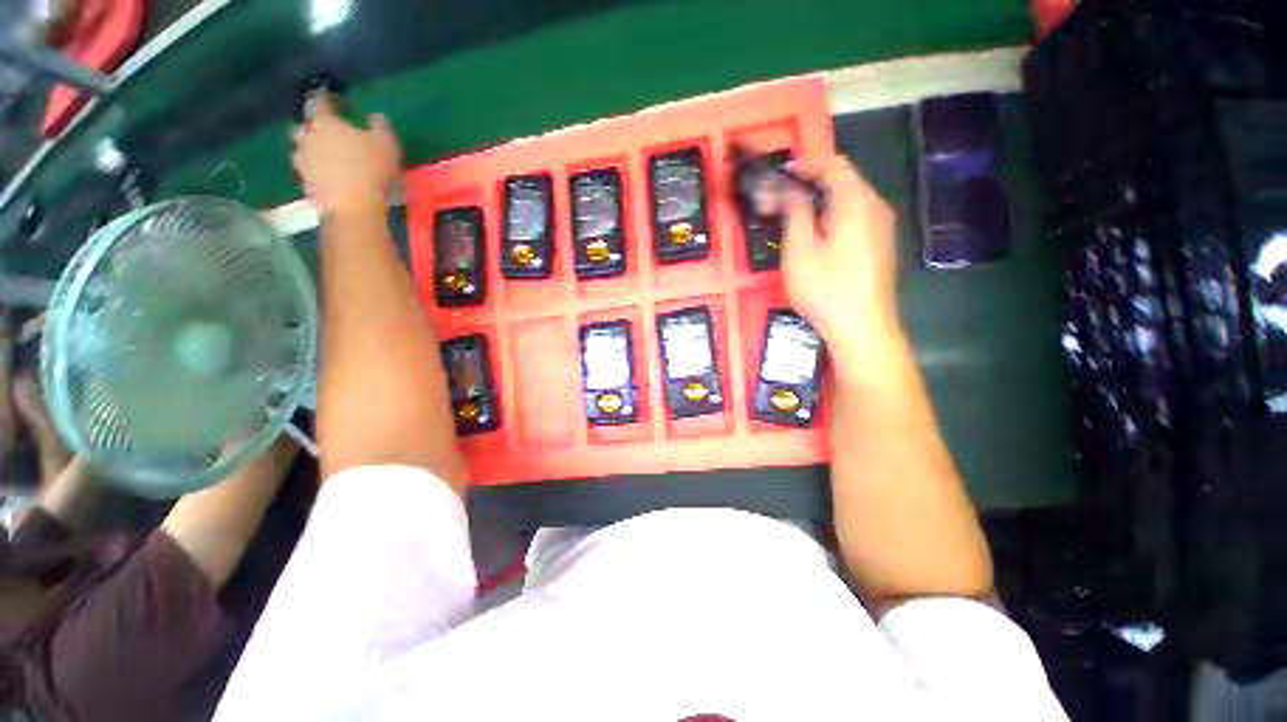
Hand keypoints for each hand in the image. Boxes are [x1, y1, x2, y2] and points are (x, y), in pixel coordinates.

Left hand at [291, 100, 400, 214]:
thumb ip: (380, 125)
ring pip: (303, 147)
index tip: (344, 103)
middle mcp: (307, 135)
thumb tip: (375, 116)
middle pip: (308, 124)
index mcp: (325, 121)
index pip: (322, 102)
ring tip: (329, 156)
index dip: (332, 100)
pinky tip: (328, 175)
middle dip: (319, 126)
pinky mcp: (304, 180)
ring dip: (314, 148)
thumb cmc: (371, 168)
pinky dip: (315, 169)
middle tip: (334, 133)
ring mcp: (302, 159)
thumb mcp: (386, 143)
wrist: (354, 205)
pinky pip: (308, 169)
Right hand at [782, 155, 900, 355]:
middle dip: (814, 181)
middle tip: (785, 195)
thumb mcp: (800, 250)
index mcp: (856, 203)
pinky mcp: (882, 245)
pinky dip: (835, 214)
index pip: (834, 165)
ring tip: (797, 212)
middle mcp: (876, 207)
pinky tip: (819, 233)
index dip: (806, 164)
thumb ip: (795, 213)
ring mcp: (883, 227)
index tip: (782, 174)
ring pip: (852, 199)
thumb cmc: (826, 289)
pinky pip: (857, 216)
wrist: (863, 328)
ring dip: (824, 198)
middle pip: (846, 180)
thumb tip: (790, 190)